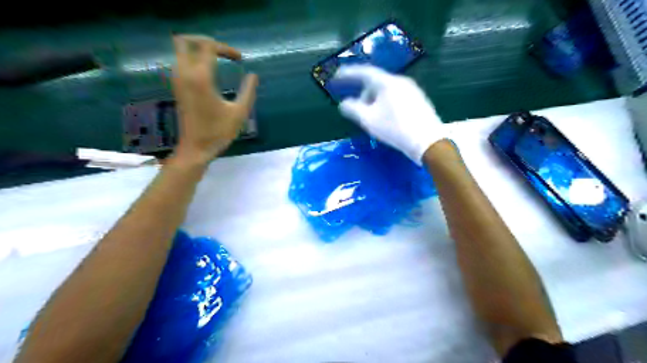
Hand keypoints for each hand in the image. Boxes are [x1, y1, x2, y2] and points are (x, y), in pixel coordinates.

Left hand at [172, 34, 257, 162]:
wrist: (196, 148)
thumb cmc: (218, 131)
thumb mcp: (239, 112)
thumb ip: (248, 91)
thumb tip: (253, 75)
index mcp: (200, 77)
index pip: (208, 46)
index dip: (225, 48)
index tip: (240, 59)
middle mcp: (184, 73)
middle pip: (185, 41)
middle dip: (204, 40)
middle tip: (222, 51)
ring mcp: (177, 80)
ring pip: (180, 51)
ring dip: (197, 49)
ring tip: (217, 58)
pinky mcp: (177, 87)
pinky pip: (180, 62)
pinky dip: (193, 59)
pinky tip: (209, 71)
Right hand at [333, 66, 444, 164]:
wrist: (427, 141)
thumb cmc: (394, 128)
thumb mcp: (368, 120)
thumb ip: (352, 109)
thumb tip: (343, 104)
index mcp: (387, 82)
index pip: (364, 72)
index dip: (349, 73)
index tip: (337, 76)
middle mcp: (401, 81)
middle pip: (376, 83)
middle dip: (363, 95)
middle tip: (358, 112)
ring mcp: (412, 90)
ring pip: (386, 91)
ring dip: (375, 102)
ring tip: (373, 119)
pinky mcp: (419, 100)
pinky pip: (396, 97)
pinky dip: (386, 104)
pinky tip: (387, 120)